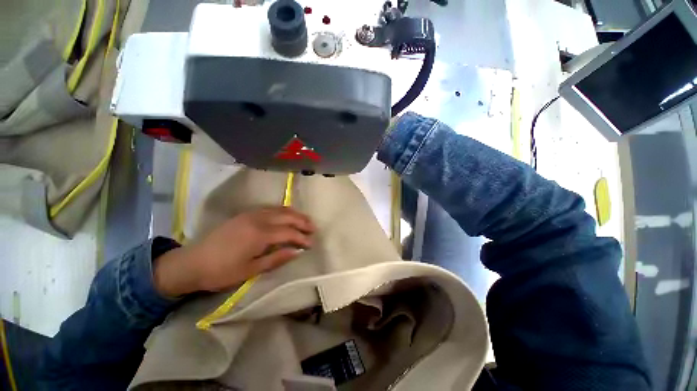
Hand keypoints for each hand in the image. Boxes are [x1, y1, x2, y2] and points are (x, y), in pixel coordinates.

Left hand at [154, 206, 314, 296]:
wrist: (191, 262)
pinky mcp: (245, 214)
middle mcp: (258, 219)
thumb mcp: (250, 270)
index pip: (288, 232)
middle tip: (313, 228)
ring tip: (305, 220)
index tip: (311, 244)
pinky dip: (283, 211)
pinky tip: (286, 216)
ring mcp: (251, 214)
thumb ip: (276, 259)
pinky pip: (270, 208)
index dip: (302, 237)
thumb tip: (296, 252)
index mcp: (259, 235)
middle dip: (302, 221)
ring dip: (294, 214)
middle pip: (287, 216)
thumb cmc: (221, 271)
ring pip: (279, 209)